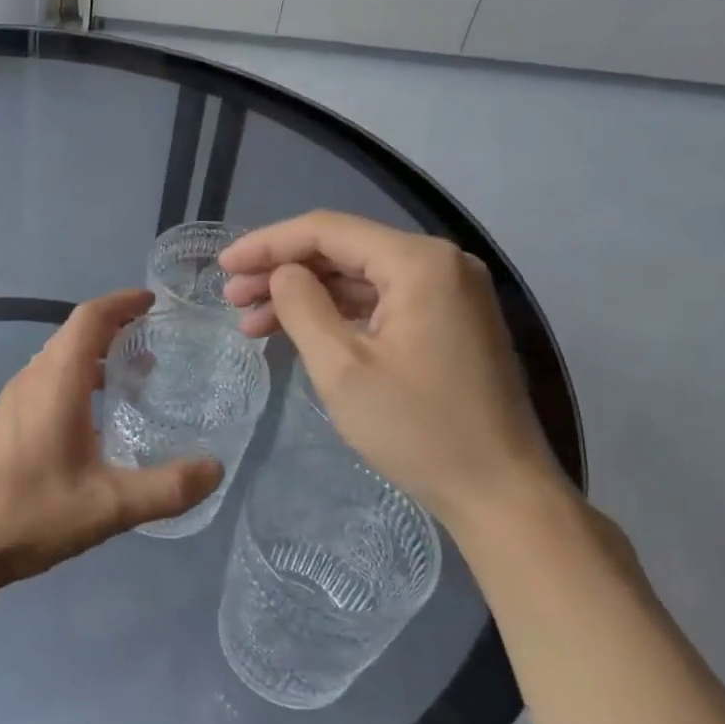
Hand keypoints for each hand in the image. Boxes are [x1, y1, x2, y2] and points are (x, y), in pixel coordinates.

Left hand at [0, 290, 222, 601]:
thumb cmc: (30, 512)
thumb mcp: (108, 506)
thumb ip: (166, 488)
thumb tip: (215, 469)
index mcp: (57, 380)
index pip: (90, 317)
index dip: (122, 302)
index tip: (153, 302)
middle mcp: (33, 377)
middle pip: (75, 333)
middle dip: (115, 328)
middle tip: (156, 342)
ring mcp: (13, 398)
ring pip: (59, 358)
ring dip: (96, 355)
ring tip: (134, 376)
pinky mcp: (5, 420)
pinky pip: (47, 380)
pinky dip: (77, 379)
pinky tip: (95, 417)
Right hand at [220, 211, 569, 532]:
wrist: (501, 493)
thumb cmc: (418, 430)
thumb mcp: (342, 368)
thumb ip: (302, 307)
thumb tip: (283, 274)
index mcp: (419, 262)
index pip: (327, 230)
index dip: (267, 244)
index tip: (223, 266)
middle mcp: (440, 262)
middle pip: (343, 249)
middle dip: (282, 270)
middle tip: (232, 298)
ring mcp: (450, 292)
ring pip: (359, 276)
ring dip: (305, 294)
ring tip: (253, 321)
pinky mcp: (450, 321)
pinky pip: (381, 301)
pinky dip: (337, 312)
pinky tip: (299, 330)